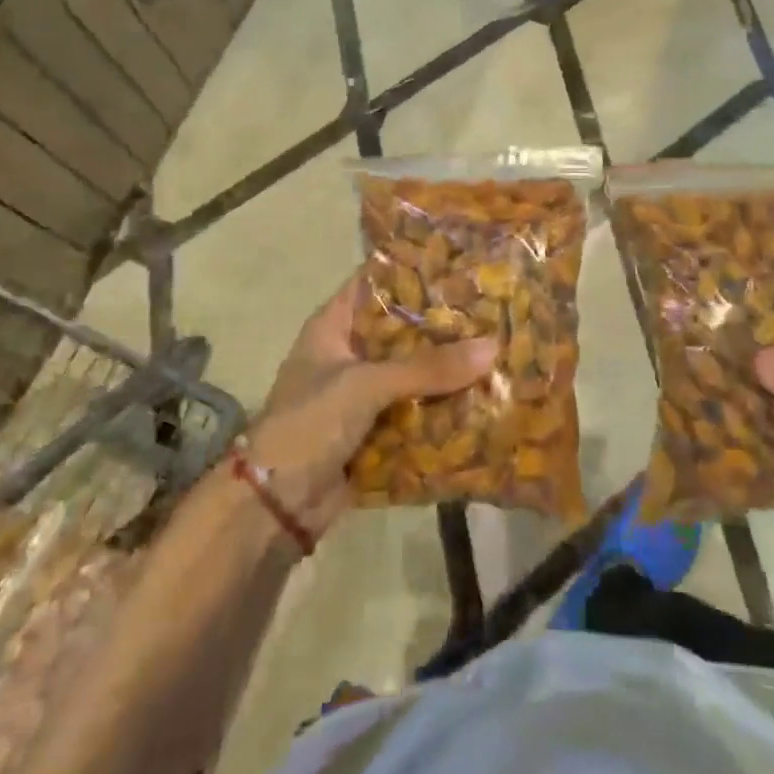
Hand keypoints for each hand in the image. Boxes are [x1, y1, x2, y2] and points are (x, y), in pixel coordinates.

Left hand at [245, 272, 496, 539]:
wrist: (275, 508)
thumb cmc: (310, 424)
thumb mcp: (366, 385)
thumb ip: (428, 367)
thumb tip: (493, 348)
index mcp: (333, 326)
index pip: (375, 283)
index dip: (412, 273)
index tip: (459, 265)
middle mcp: (348, 354)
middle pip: (401, 330)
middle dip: (442, 326)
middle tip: (491, 310)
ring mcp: (361, 395)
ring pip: (412, 373)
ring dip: (446, 370)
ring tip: (498, 350)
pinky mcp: (374, 431)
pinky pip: (415, 411)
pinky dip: (441, 409)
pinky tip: (483, 400)